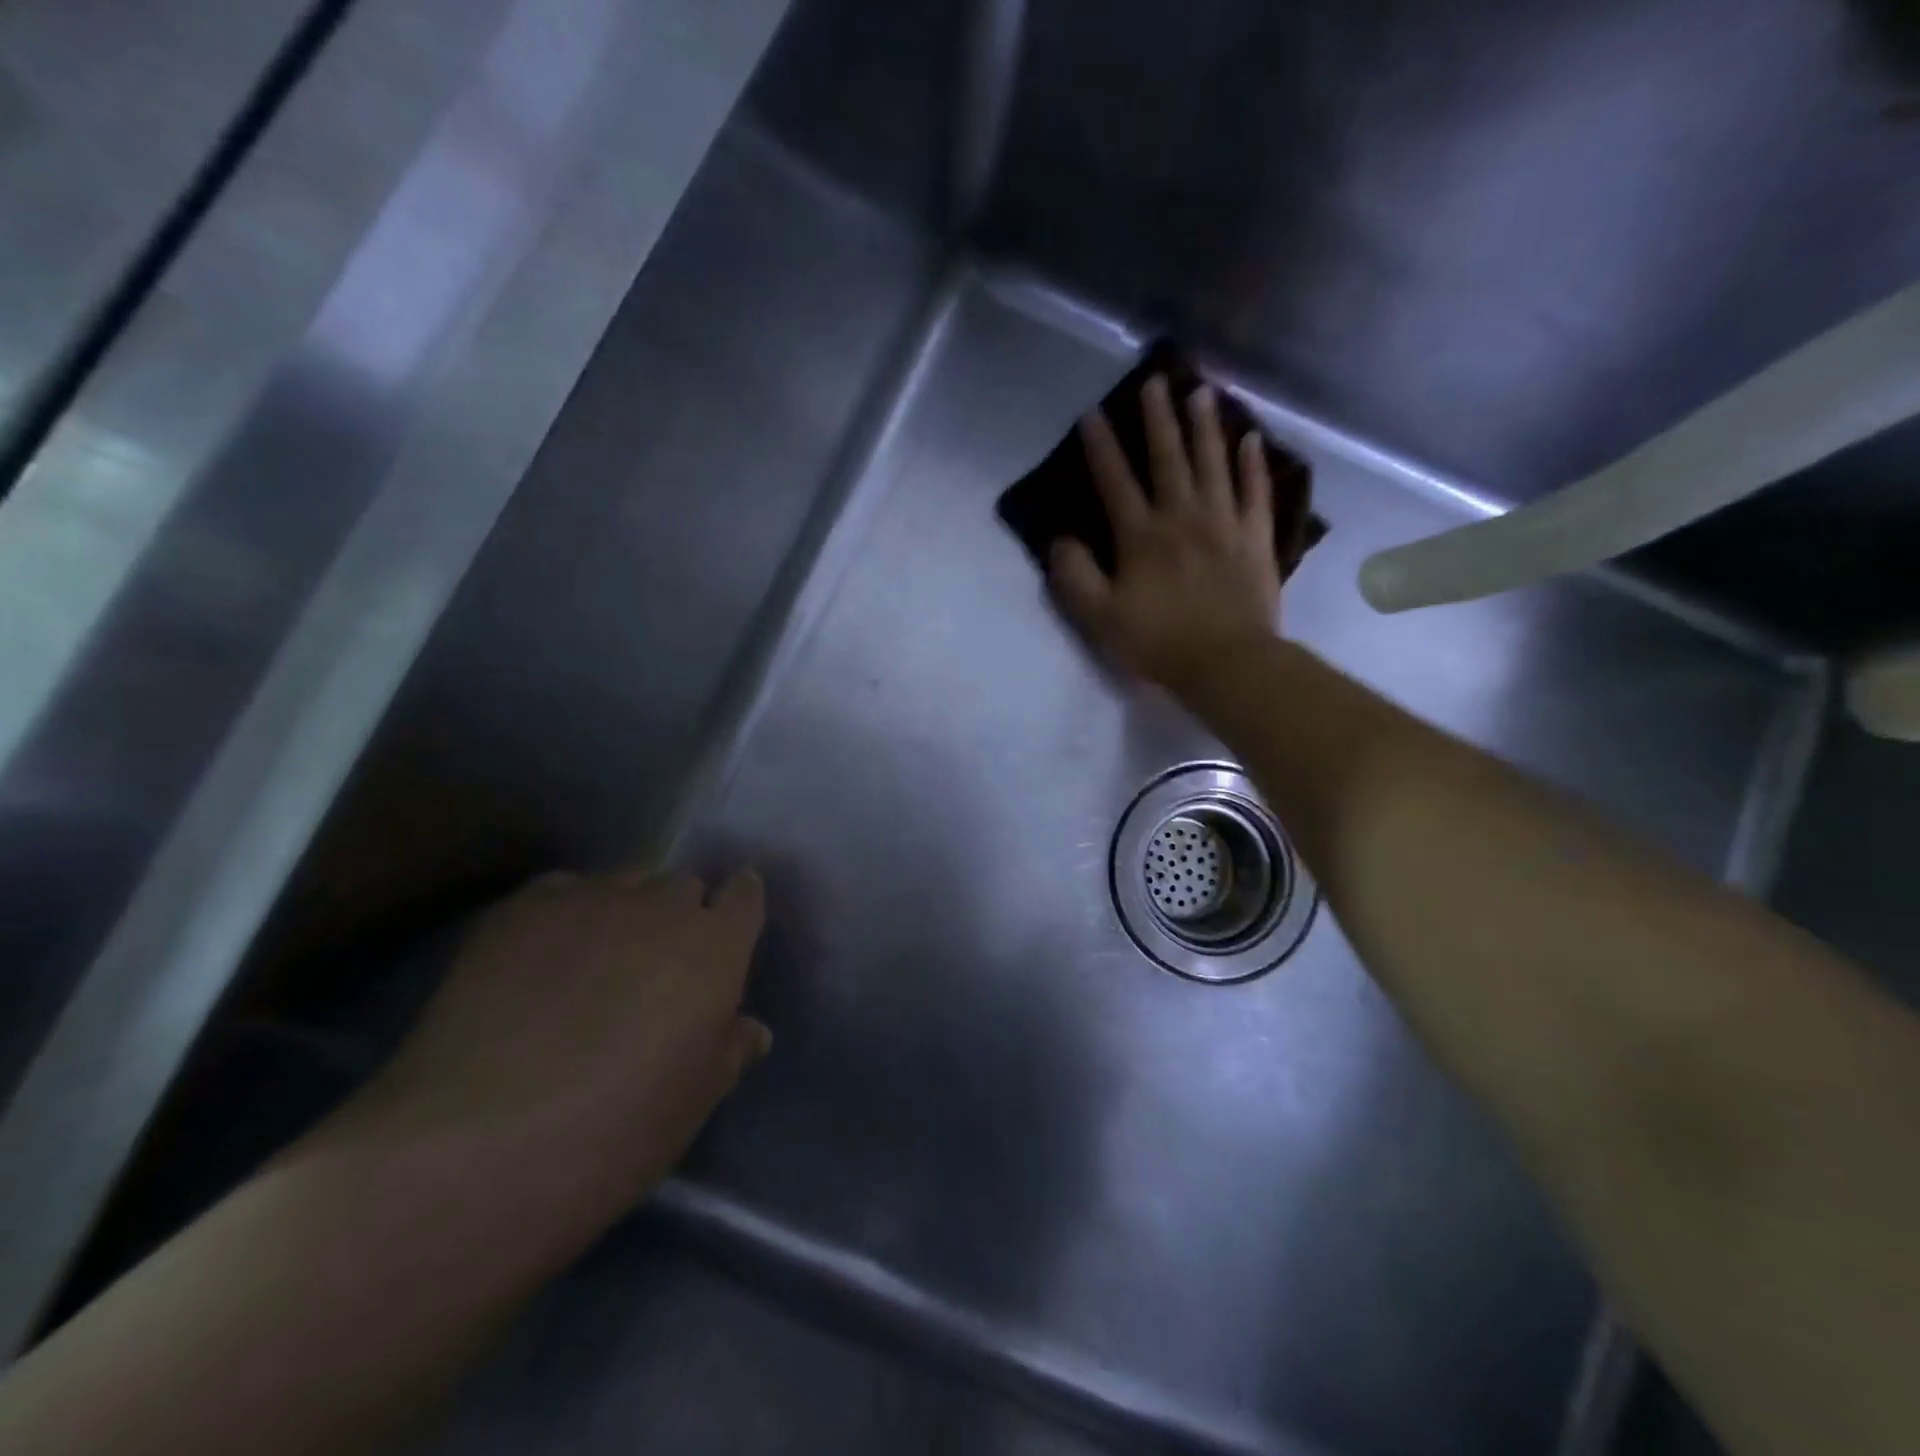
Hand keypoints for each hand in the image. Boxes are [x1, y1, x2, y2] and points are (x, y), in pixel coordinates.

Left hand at [340, 867, 770, 1228]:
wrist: (478, 1145)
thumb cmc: (616, 1133)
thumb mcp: (694, 1102)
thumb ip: (729, 1051)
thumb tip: (750, 1030)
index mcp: (715, 947)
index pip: (745, 895)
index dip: (740, 904)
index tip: (730, 923)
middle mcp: (661, 906)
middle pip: (683, 885)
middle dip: (679, 914)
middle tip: (657, 964)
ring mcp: (589, 900)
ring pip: (624, 881)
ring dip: (625, 909)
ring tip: (596, 957)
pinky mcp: (521, 909)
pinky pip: (562, 888)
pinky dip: (566, 910)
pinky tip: (542, 955)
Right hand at [1049, 375, 1282, 687]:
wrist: (1226, 663)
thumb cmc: (1157, 642)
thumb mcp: (1099, 617)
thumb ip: (1075, 577)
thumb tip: (1060, 539)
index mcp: (1141, 536)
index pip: (1116, 482)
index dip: (1101, 447)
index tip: (1093, 413)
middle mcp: (1182, 516)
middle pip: (1168, 458)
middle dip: (1158, 419)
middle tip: (1156, 379)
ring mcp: (1224, 523)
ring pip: (1213, 464)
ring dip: (1205, 426)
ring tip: (1201, 392)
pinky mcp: (1255, 538)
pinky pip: (1255, 492)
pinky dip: (1252, 465)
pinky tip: (1250, 439)